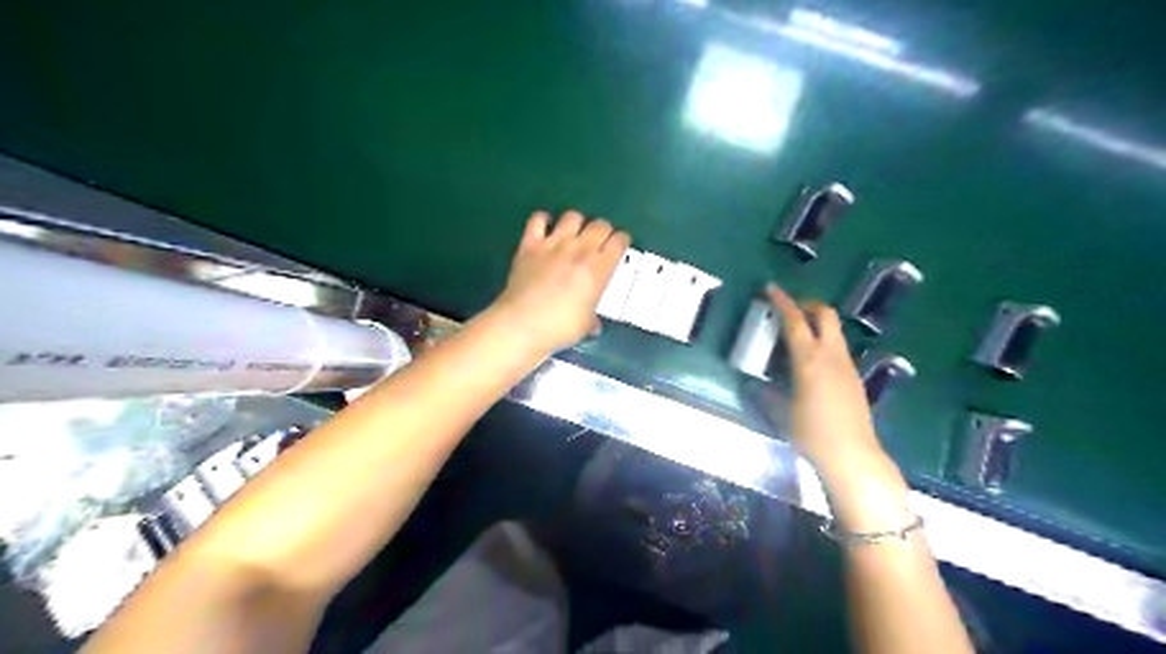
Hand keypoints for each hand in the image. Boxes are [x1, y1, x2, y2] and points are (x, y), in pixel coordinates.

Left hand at [488, 210, 628, 351]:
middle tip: (599, 243)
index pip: (619, 242)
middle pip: (600, 225)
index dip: (622, 242)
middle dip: (603, 231)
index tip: (619, 247)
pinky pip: (538, 219)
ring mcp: (553, 243)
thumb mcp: (585, 325)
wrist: (522, 323)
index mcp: (598, 268)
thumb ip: (592, 318)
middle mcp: (579, 249)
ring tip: (574, 235)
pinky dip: (543, 221)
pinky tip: (545, 229)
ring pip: (572, 216)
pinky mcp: (530, 244)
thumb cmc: (560, 327)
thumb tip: (594, 324)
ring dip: (577, 223)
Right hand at [767, 283, 910, 527]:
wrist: (853, 457)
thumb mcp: (782, 411)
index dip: (781, 301)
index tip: (770, 288)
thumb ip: (768, 391)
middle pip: (825, 314)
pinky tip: (811, 362)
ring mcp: (847, 366)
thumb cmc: (812, 434)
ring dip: (816, 323)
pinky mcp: (854, 378)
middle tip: (788, 309)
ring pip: (834, 330)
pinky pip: (837, 348)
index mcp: (809, 360)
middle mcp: (831, 355)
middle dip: (807, 304)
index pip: (795, 321)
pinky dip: (823, 341)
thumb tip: (756, 381)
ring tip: (796, 335)